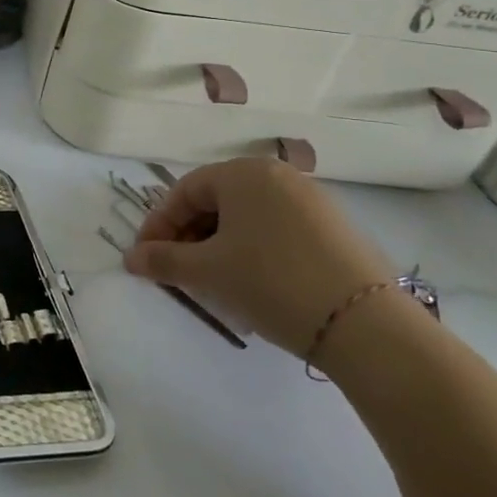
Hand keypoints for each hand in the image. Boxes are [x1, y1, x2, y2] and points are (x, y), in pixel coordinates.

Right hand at [124, 157, 395, 356]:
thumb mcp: (207, 272)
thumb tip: (131, 258)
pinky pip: (277, 229)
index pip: (184, 191)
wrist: (365, 324)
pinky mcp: (335, 228)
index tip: (145, 258)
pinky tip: (251, 281)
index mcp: (243, 172)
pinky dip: (253, 249)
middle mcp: (278, 175)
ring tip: (211, 279)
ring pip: (247, 217)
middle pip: (216, 201)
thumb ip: (163, 260)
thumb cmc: (270, 281)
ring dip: (219, 244)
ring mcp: (312, 200)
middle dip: (188, 235)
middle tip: (176, 270)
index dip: (158, 225)